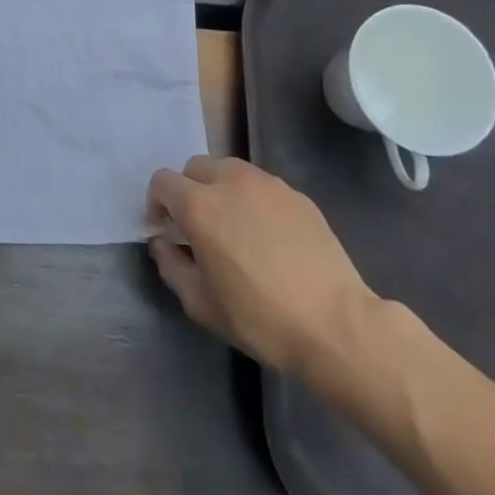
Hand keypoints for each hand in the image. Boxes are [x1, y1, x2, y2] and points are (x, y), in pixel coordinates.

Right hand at [148, 155, 375, 373]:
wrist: (337, 326)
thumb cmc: (260, 318)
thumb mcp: (200, 304)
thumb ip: (171, 266)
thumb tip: (163, 244)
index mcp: (198, 205)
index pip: (162, 182)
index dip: (157, 203)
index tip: (167, 230)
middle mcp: (229, 182)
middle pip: (195, 168)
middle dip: (189, 191)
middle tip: (199, 226)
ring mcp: (267, 185)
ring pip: (229, 170)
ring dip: (220, 189)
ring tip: (235, 225)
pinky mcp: (298, 196)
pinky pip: (262, 186)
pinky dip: (253, 200)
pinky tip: (269, 235)